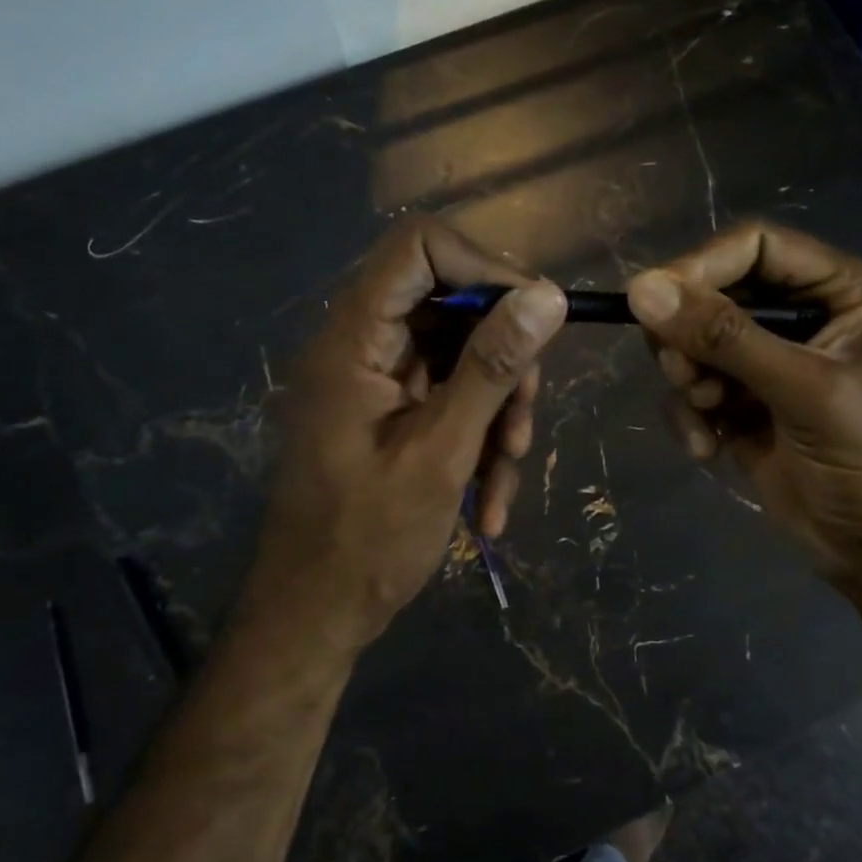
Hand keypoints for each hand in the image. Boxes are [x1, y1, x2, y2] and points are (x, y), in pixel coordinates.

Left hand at [247, 218, 566, 652]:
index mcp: (354, 339)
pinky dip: (479, 439)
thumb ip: (492, 368)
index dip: (483, 267)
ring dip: (498, 411)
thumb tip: (546, 296)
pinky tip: (490, 502)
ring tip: (507, 474)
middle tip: (525, 421)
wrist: (315, 615)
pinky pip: (451, 398)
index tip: (533, 318)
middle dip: (503, 361)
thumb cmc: (366, 540)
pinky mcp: (393, 413)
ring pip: (461, 357)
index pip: (418, 247)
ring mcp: (378, 381)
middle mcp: (362, 345)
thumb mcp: (442, 452)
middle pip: (452, 304)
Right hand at [626, 223, 861, 571]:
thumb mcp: (805, 391)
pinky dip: (690, 416)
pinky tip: (709, 450)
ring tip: (708, 414)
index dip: (702, 266)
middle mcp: (802, 317)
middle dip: (690, 336)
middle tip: (685, 374)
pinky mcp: (742, 405)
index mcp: (840, 292)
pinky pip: (692, 390)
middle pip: (715, 293)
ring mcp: (768, 363)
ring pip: (694, 342)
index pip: (756, 246)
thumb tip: (642, 289)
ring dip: (689, 379)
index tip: (654, 300)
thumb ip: (725, 337)